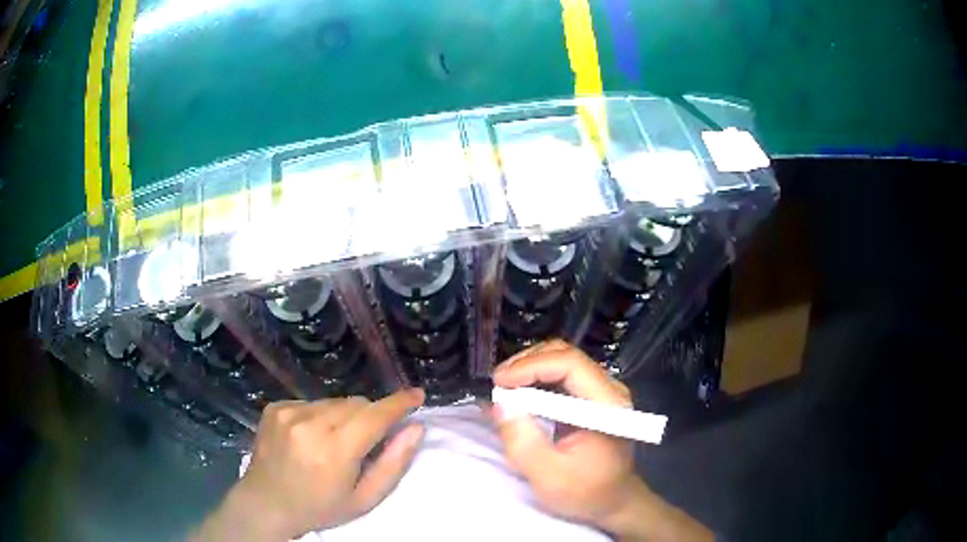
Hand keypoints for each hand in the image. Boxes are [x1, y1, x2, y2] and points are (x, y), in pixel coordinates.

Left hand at [196, 388, 425, 540]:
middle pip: (356, 404)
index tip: (417, 395)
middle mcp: (309, 424)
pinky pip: (312, 402)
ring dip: (344, 416)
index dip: (399, 403)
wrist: (266, 503)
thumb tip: (416, 428)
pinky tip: (311, 437)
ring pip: (334, 401)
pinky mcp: (275, 407)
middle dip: (370, 416)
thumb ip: (393, 464)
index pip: (375, 415)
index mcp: (334, 451)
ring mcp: (288, 412)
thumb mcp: (364, 499)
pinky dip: (320, 416)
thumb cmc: (320, 508)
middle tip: (367, 441)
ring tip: (334, 442)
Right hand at [492, 341, 711, 540]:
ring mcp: (603, 392)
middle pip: (566, 355)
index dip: (531, 366)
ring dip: (530, 369)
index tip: (499, 382)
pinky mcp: (593, 399)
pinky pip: (563, 376)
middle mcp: (609, 391)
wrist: (613, 502)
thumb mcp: (548, 476)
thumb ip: (522, 442)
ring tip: (503, 388)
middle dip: (527, 363)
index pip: (571, 364)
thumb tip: (499, 404)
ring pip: (563, 361)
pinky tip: (517, 393)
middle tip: (497, 383)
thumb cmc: (585, 493)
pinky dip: (536, 379)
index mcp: (608, 407)